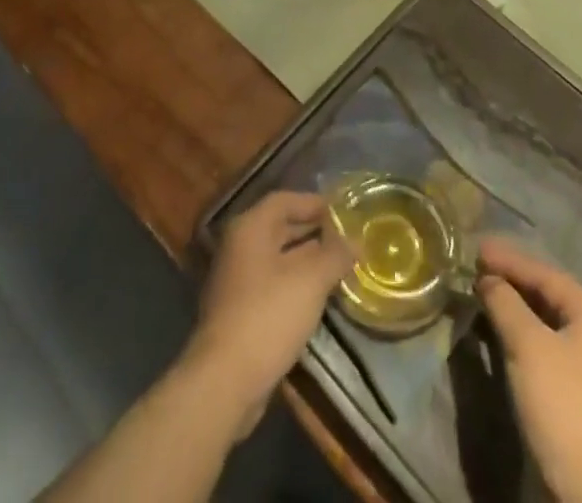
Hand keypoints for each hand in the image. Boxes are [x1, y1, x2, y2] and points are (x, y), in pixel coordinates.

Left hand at [180, 191, 353, 438]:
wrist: (225, 380)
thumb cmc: (268, 315)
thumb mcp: (310, 281)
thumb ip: (335, 255)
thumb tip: (356, 242)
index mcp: (250, 228)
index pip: (284, 200)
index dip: (313, 202)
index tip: (341, 211)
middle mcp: (239, 247)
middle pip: (280, 228)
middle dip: (313, 232)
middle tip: (345, 238)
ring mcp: (236, 281)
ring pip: (277, 259)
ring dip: (307, 260)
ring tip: (339, 266)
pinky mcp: (239, 312)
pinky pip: (272, 285)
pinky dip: (295, 285)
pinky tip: (318, 298)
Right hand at [477, 238, 581, 502]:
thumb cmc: (564, 407)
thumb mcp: (528, 347)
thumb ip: (505, 303)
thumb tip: (487, 278)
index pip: (543, 272)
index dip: (508, 259)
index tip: (475, 247)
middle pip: (547, 292)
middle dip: (510, 279)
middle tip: (475, 266)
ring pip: (545, 319)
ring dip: (513, 305)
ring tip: (481, 291)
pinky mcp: (579, 389)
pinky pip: (545, 342)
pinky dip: (521, 330)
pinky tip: (499, 328)